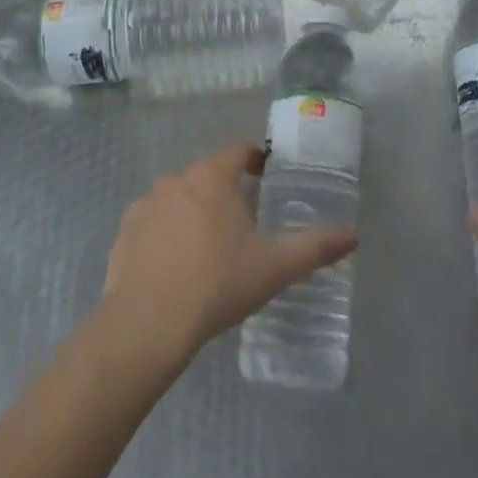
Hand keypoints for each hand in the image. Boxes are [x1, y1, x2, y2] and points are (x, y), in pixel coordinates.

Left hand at [100, 142, 356, 369]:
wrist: (146, 325)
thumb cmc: (217, 284)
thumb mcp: (274, 267)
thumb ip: (315, 247)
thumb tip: (353, 235)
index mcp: (213, 177)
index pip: (239, 152)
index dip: (256, 160)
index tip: (268, 178)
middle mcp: (177, 180)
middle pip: (209, 175)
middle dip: (227, 192)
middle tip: (245, 224)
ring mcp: (145, 205)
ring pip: (179, 198)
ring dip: (195, 212)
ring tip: (210, 248)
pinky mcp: (124, 232)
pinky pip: (153, 223)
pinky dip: (166, 234)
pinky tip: (175, 266)